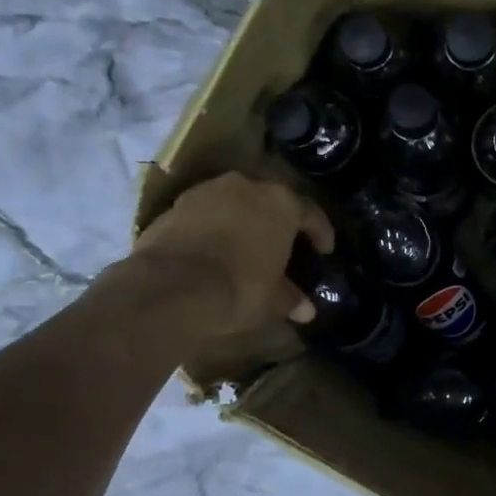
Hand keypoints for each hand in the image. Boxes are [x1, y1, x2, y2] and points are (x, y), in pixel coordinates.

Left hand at [124, 173, 333, 335]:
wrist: (171, 286)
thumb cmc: (239, 288)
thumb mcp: (273, 300)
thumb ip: (291, 298)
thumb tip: (306, 309)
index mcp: (282, 203)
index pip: (311, 213)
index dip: (320, 233)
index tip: (324, 251)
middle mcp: (248, 186)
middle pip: (271, 201)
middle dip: (278, 222)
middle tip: (283, 245)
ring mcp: (209, 191)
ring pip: (236, 202)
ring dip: (243, 220)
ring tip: (245, 246)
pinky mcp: (176, 203)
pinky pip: (205, 213)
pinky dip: (213, 227)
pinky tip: (213, 250)